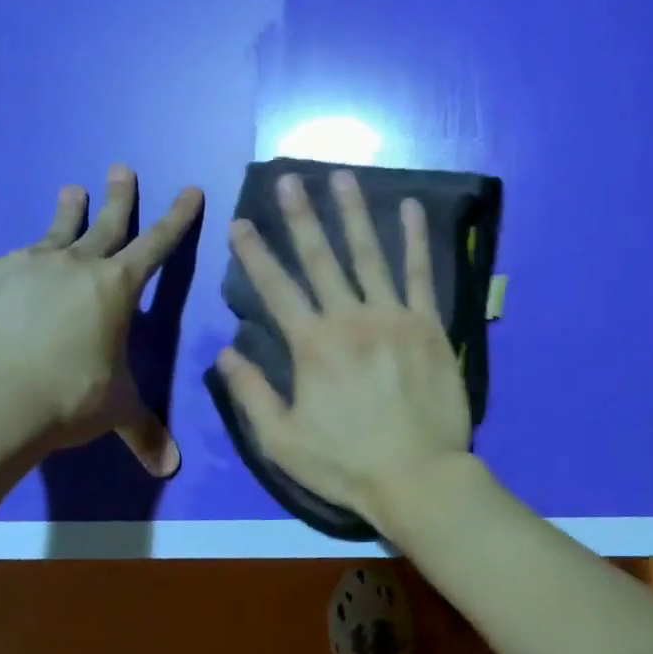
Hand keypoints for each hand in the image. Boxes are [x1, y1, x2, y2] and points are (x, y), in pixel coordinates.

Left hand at [0, 167, 203, 472]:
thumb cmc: (70, 399)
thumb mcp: (116, 410)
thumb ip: (145, 431)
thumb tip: (171, 468)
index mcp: (117, 287)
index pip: (158, 243)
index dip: (178, 216)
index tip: (190, 188)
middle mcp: (76, 264)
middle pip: (105, 222)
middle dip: (120, 194)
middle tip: (121, 168)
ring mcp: (26, 264)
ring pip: (54, 230)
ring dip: (67, 210)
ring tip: (71, 189)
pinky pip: (2, 264)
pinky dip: (11, 267)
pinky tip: (5, 274)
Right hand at [215, 169, 471, 524]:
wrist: (418, 476)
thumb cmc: (346, 463)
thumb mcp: (282, 440)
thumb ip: (251, 394)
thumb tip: (224, 352)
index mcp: (312, 345)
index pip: (275, 289)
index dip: (254, 254)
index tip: (239, 222)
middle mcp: (350, 319)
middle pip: (320, 259)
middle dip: (301, 216)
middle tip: (289, 179)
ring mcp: (393, 317)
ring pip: (369, 255)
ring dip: (353, 213)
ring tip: (342, 177)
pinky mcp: (428, 325)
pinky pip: (421, 274)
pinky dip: (416, 239)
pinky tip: (413, 208)